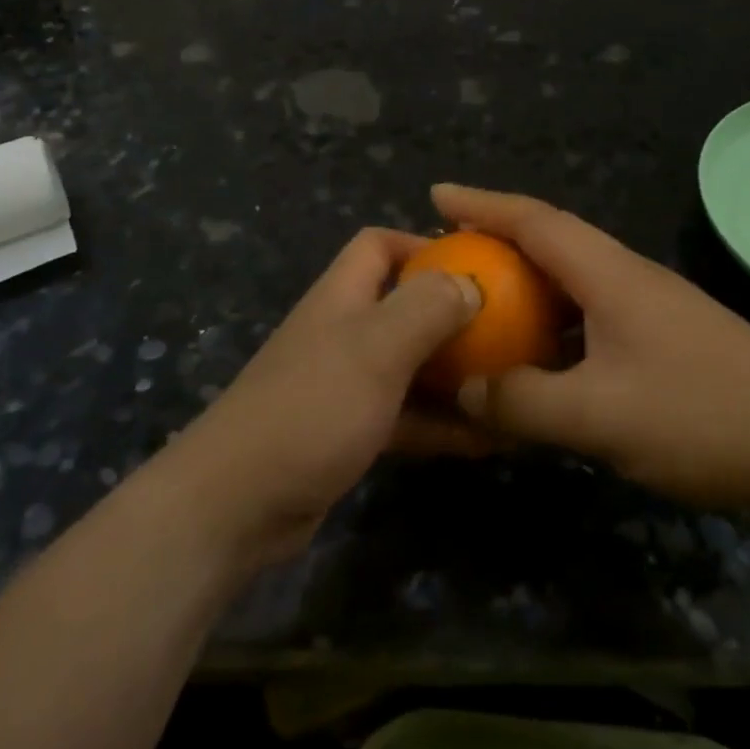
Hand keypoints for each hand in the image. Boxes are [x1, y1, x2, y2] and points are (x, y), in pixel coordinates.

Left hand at [165, 228, 491, 567]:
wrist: (238, 503)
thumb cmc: (312, 407)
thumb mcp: (376, 347)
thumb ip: (426, 307)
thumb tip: (471, 283)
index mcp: (342, 297)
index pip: (378, 244)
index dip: (423, 245)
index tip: (475, 267)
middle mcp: (343, 333)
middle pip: (403, 306)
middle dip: (453, 316)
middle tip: (509, 333)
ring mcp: (345, 385)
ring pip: (411, 366)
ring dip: (456, 375)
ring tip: (511, 387)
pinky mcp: (350, 432)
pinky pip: (406, 415)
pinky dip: (442, 422)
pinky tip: (488, 440)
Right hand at [435, 184, 749, 511]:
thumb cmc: (706, 417)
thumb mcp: (602, 416)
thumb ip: (524, 402)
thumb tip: (466, 389)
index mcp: (612, 275)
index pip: (536, 221)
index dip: (483, 203)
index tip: (435, 194)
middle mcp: (630, 279)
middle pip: (552, 243)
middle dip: (497, 239)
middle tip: (446, 252)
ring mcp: (652, 310)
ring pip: (573, 284)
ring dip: (525, 285)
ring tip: (481, 301)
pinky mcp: (666, 342)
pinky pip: (591, 319)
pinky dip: (553, 326)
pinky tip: (538, 358)